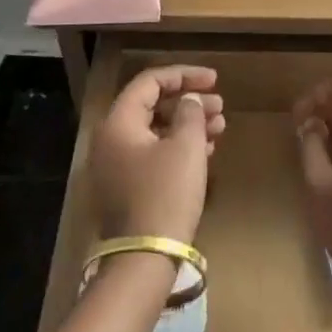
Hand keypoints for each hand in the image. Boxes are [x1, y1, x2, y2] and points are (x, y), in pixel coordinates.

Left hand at [92, 66, 226, 244]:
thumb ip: (190, 113)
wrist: (145, 256)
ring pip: (155, 132)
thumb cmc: (166, 193)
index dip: (184, 75)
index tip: (214, 79)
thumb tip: (190, 100)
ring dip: (187, 125)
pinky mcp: (126, 188)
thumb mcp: (186, 147)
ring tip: (219, 128)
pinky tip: (205, 152)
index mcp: (118, 123)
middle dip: (188, 102)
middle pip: (151, 106)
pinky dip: (178, 147)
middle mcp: (110, 140)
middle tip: (221, 106)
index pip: (149, 82)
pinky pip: (153, 154)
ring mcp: (116, 166)